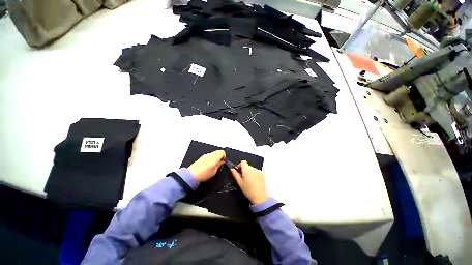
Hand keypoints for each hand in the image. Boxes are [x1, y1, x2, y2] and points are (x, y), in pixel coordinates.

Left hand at [188, 150, 225, 181]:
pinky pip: (208, 156)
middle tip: (219, 164)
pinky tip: (208, 166)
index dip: (224, 157)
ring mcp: (205, 156)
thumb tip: (221, 162)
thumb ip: (219, 165)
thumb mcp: (215, 171)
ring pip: (212, 154)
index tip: (223, 162)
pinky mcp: (201, 158)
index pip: (222, 152)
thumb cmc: (204, 173)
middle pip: (217, 152)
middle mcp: (210, 154)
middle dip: (219, 157)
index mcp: (215, 156)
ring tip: (213, 166)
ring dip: (214, 158)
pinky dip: (209, 160)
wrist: (192, 175)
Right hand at [230, 160, 268, 204]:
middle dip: (244, 170)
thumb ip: (235, 174)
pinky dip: (255, 174)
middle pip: (247, 166)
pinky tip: (254, 181)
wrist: (260, 197)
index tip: (238, 171)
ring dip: (250, 172)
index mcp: (247, 169)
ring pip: (252, 169)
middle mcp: (253, 168)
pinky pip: (257, 172)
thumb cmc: (248, 190)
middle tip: (243, 178)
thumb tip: (232, 169)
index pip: (243, 162)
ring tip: (249, 181)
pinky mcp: (263, 174)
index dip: (240, 165)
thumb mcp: (239, 182)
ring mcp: (259, 171)